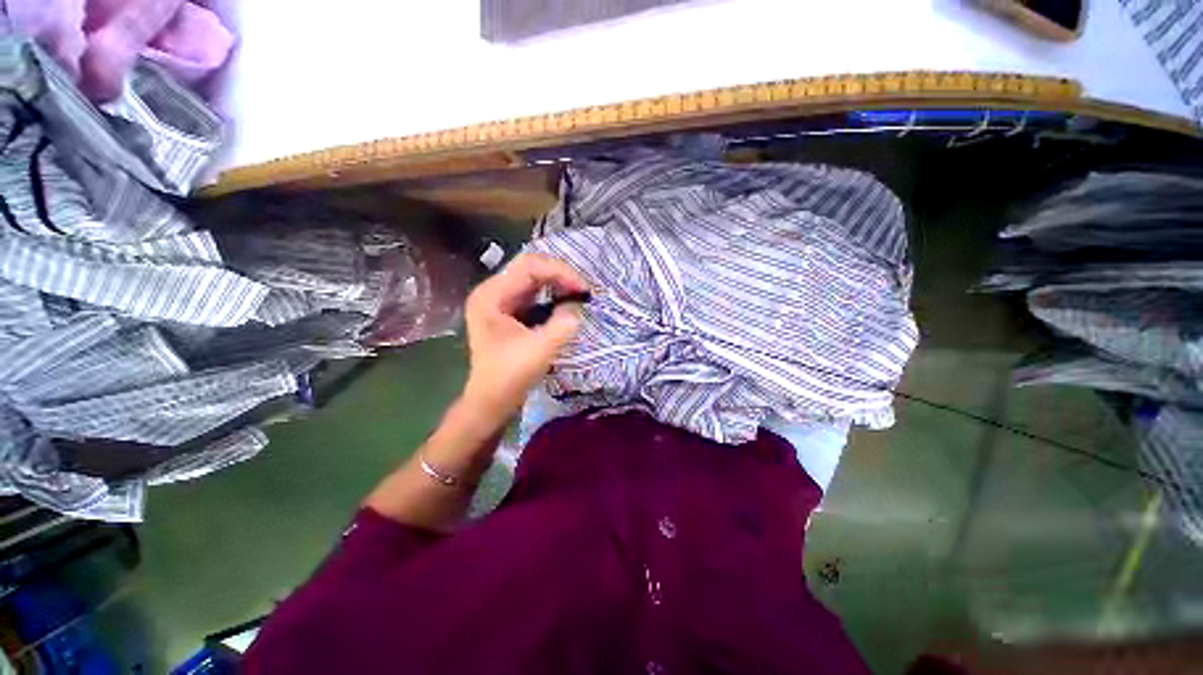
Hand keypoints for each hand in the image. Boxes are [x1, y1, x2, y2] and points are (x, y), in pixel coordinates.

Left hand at [461, 253, 587, 428]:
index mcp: (490, 295)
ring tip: (579, 296)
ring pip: (533, 279)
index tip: (584, 290)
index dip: (560, 272)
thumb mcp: (540, 350)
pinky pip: (532, 293)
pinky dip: (551, 295)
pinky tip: (567, 303)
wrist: (490, 403)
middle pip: (530, 268)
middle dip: (560, 275)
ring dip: (557, 284)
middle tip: (584, 291)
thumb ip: (563, 323)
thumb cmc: (509, 378)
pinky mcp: (506, 312)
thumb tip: (577, 306)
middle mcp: (491, 291)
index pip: (529, 266)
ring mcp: (497, 301)